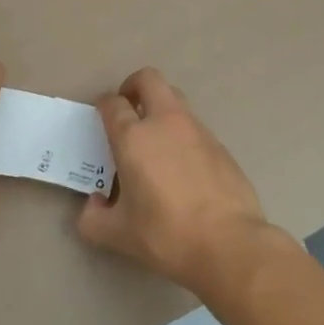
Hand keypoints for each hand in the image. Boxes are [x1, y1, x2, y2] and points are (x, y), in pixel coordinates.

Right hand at [77, 68, 280, 297]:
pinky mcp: (220, 145)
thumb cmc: (167, 235)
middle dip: (134, 86)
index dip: (104, 106)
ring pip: (175, 98)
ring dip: (160, 108)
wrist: (229, 244)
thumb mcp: (119, 235)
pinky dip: (183, 134)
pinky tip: (183, 166)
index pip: (113, 104)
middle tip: (128, 110)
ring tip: (155, 140)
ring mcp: (197, 130)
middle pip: (148, 79)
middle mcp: (165, 122)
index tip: (101, 117)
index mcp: (134, 137)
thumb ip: (94, 218)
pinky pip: (195, 127)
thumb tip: (94, 204)